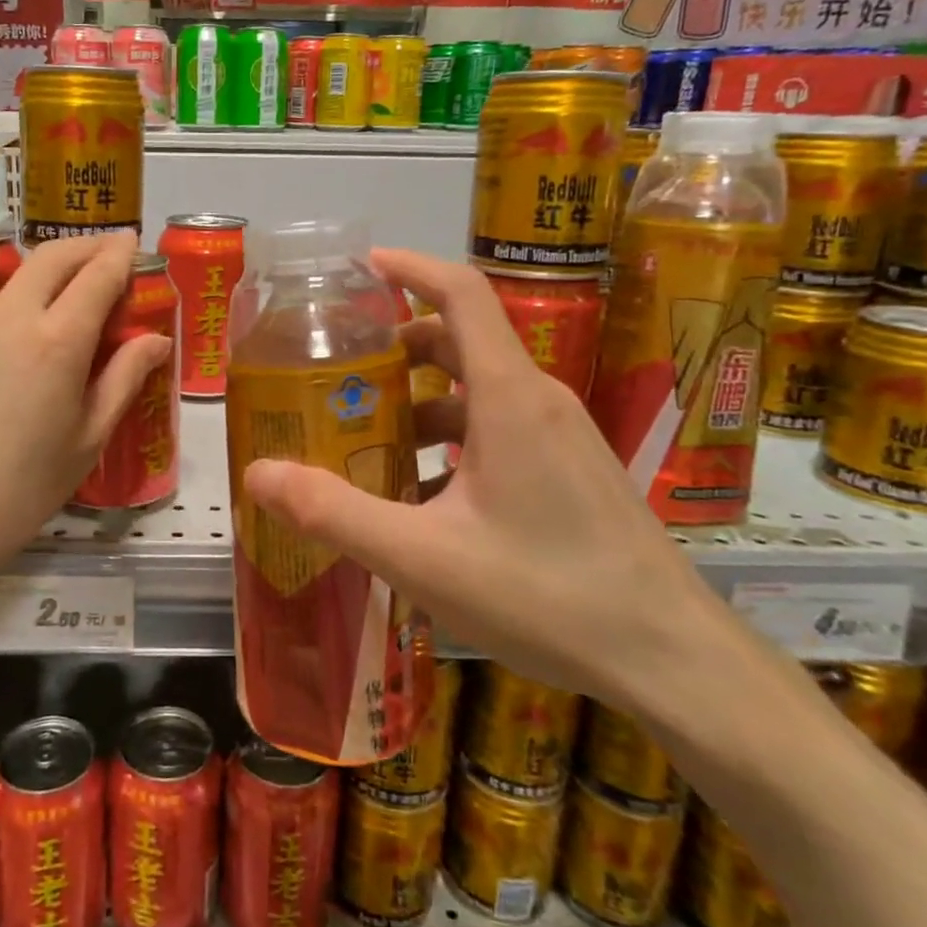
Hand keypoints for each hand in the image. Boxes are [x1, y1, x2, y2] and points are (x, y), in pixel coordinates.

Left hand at [0, 233, 170, 623]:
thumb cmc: (17, 494)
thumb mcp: (86, 442)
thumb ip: (124, 380)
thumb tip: (156, 340)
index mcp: (54, 341)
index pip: (98, 275)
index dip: (120, 254)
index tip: (131, 242)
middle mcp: (2, 316)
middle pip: (50, 258)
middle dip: (84, 247)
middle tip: (103, 251)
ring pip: (5, 294)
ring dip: (33, 298)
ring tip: (40, 338)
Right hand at [241, 249, 719, 706]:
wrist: (670, 659)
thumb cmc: (546, 595)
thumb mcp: (422, 557)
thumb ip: (334, 512)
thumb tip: (257, 474)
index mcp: (508, 396)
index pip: (461, 294)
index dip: (410, 268)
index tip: (360, 268)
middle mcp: (538, 400)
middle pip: (460, 342)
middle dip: (396, 350)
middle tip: (337, 374)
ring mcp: (561, 436)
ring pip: (478, 391)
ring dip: (421, 403)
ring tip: (367, 441)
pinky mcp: (571, 470)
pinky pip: (500, 429)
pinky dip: (452, 438)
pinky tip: (422, 495)